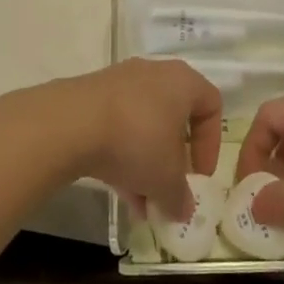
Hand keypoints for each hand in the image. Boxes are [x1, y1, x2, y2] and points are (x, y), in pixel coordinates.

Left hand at [38, 59, 220, 220]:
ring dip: (146, 163)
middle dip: (173, 160)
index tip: (199, 176)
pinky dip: (122, 154)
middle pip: (174, 118)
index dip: (211, 144)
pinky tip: (117, 189)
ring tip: (140, 202)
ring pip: (144, 125)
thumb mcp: (166, 180)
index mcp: (183, 82)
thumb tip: (182, 210)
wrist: (72, 123)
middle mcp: (155, 73)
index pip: (211, 105)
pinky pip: (118, 125)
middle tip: (169, 189)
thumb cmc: (137, 141)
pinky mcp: (93, 95)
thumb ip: (180, 197)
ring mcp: (121, 82)